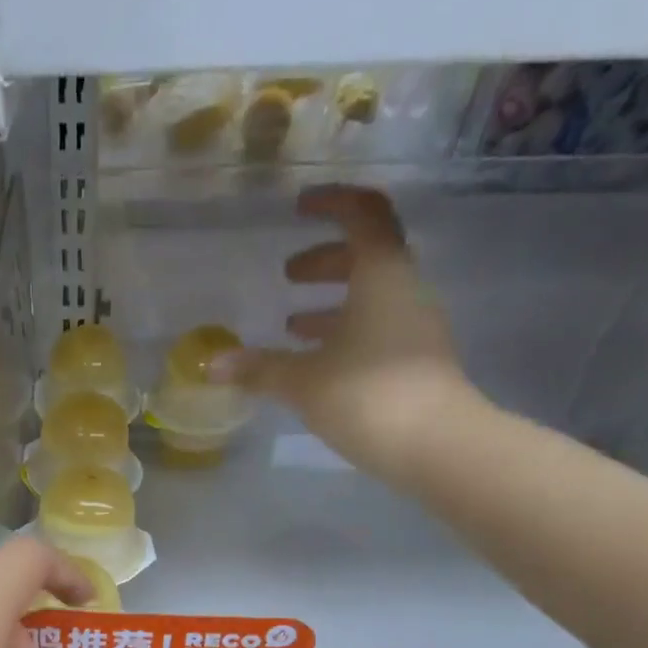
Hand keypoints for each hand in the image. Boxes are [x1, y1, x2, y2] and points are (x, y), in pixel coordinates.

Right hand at [215, 184, 480, 481]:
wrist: (434, 444)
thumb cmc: (367, 396)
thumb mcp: (303, 381)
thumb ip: (259, 369)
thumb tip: (213, 363)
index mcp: (381, 273)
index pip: (362, 214)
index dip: (331, 203)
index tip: (300, 206)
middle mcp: (403, 289)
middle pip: (366, 256)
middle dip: (326, 260)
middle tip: (289, 274)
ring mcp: (413, 326)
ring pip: (370, 297)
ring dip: (332, 303)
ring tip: (293, 324)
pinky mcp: (414, 361)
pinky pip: (376, 329)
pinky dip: (345, 333)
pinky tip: (319, 362)